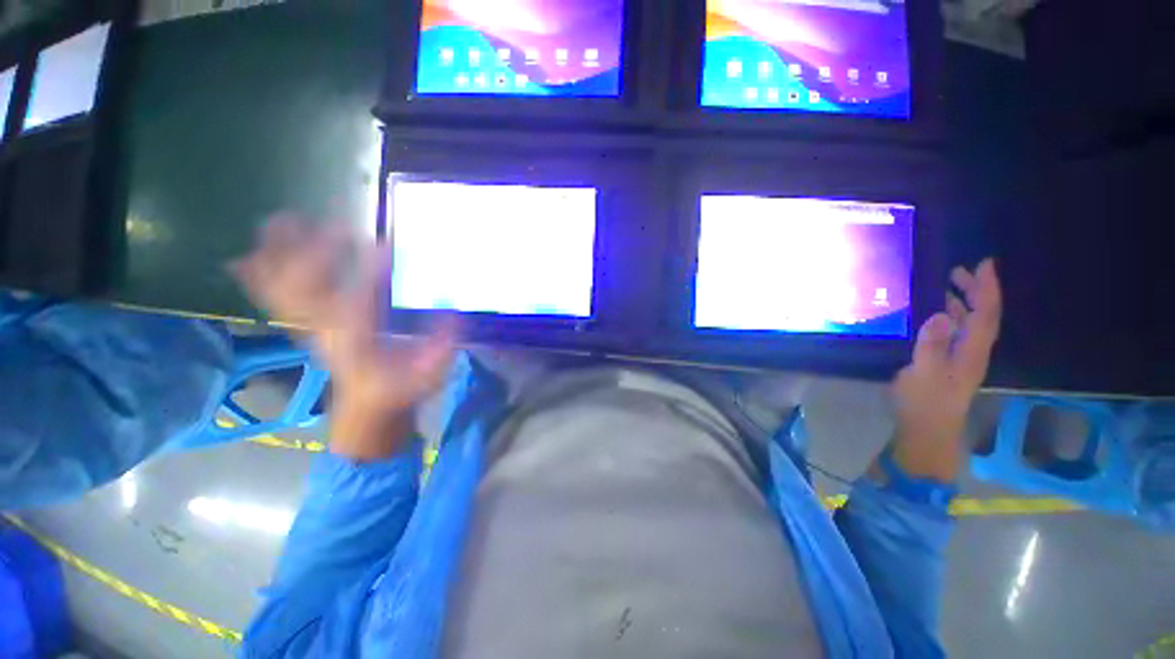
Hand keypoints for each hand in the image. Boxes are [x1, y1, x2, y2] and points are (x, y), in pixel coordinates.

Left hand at [231, 214, 457, 461]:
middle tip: (339, 226)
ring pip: (281, 288)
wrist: (367, 406)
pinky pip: (271, 296)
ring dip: (278, 255)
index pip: (359, 302)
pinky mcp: (304, 324)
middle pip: (307, 290)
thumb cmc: (398, 389)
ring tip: (284, 219)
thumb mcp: (428, 374)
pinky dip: (258, 273)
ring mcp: (308, 326)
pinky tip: (250, 252)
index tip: (385, 246)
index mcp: (359, 342)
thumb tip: (451, 309)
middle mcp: (326, 330)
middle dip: (318, 254)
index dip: (370, 272)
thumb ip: (440, 344)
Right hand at [889, 259, 1002, 481]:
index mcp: (972, 351)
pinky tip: (936, 315)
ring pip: (969, 324)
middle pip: (981, 315)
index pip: (985, 314)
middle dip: (975, 291)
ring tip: (946, 286)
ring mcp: (961, 358)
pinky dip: (949, 317)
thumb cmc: (925, 401)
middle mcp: (972, 351)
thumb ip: (932, 345)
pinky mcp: (948, 364)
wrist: (927, 429)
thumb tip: (940, 316)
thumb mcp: (924, 373)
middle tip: (958, 271)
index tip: (984, 264)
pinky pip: (956, 333)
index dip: (986, 288)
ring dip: (962, 302)